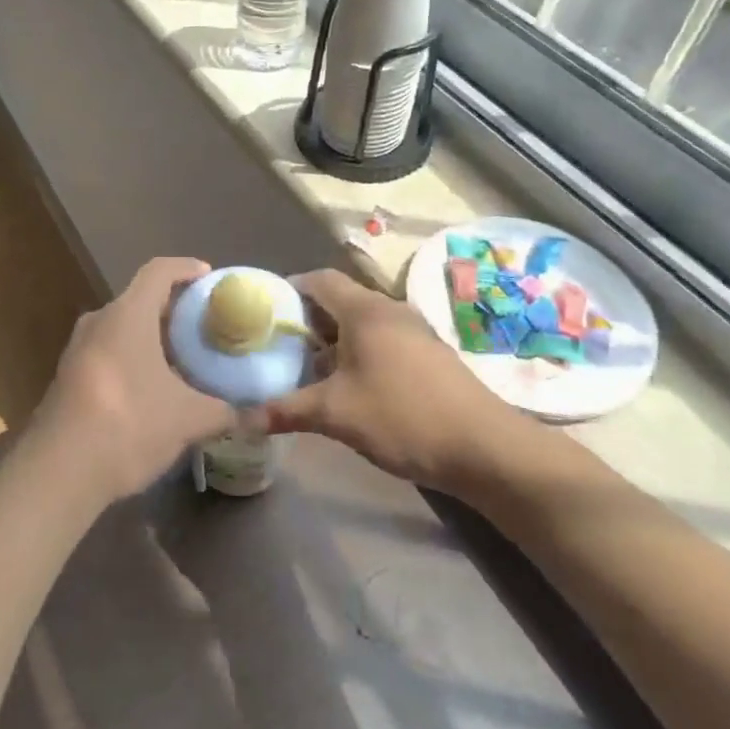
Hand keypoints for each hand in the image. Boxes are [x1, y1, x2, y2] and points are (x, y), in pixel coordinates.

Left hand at [29, 257, 231, 506]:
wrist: (59, 470)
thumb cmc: (129, 424)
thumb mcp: (188, 419)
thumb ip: (226, 411)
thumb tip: (258, 414)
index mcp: (127, 315)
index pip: (158, 271)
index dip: (186, 268)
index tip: (209, 276)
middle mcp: (99, 321)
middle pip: (140, 300)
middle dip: (174, 309)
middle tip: (205, 326)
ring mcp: (78, 349)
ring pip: (123, 329)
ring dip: (152, 338)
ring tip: (185, 359)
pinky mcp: (68, 377)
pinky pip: (108, 352)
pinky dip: (134, 358)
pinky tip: (154, 389)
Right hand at [265, 268, 526, 488]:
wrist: (486, 448)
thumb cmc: (403, 417)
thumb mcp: (336, 414)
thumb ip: (287, 410)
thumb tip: (243, 419)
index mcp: (365, 311)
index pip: (318, 279)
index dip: (289, 289)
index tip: (266, 313)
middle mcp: (390, 311)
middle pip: (339, 300)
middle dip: (308, 320)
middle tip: (281, 346)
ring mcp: (415, 332)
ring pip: (362, 323)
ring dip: (334, 340)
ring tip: (310, 369)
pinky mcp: (430, 355)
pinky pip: (383, 340)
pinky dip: (360, 352)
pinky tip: (351, 386)